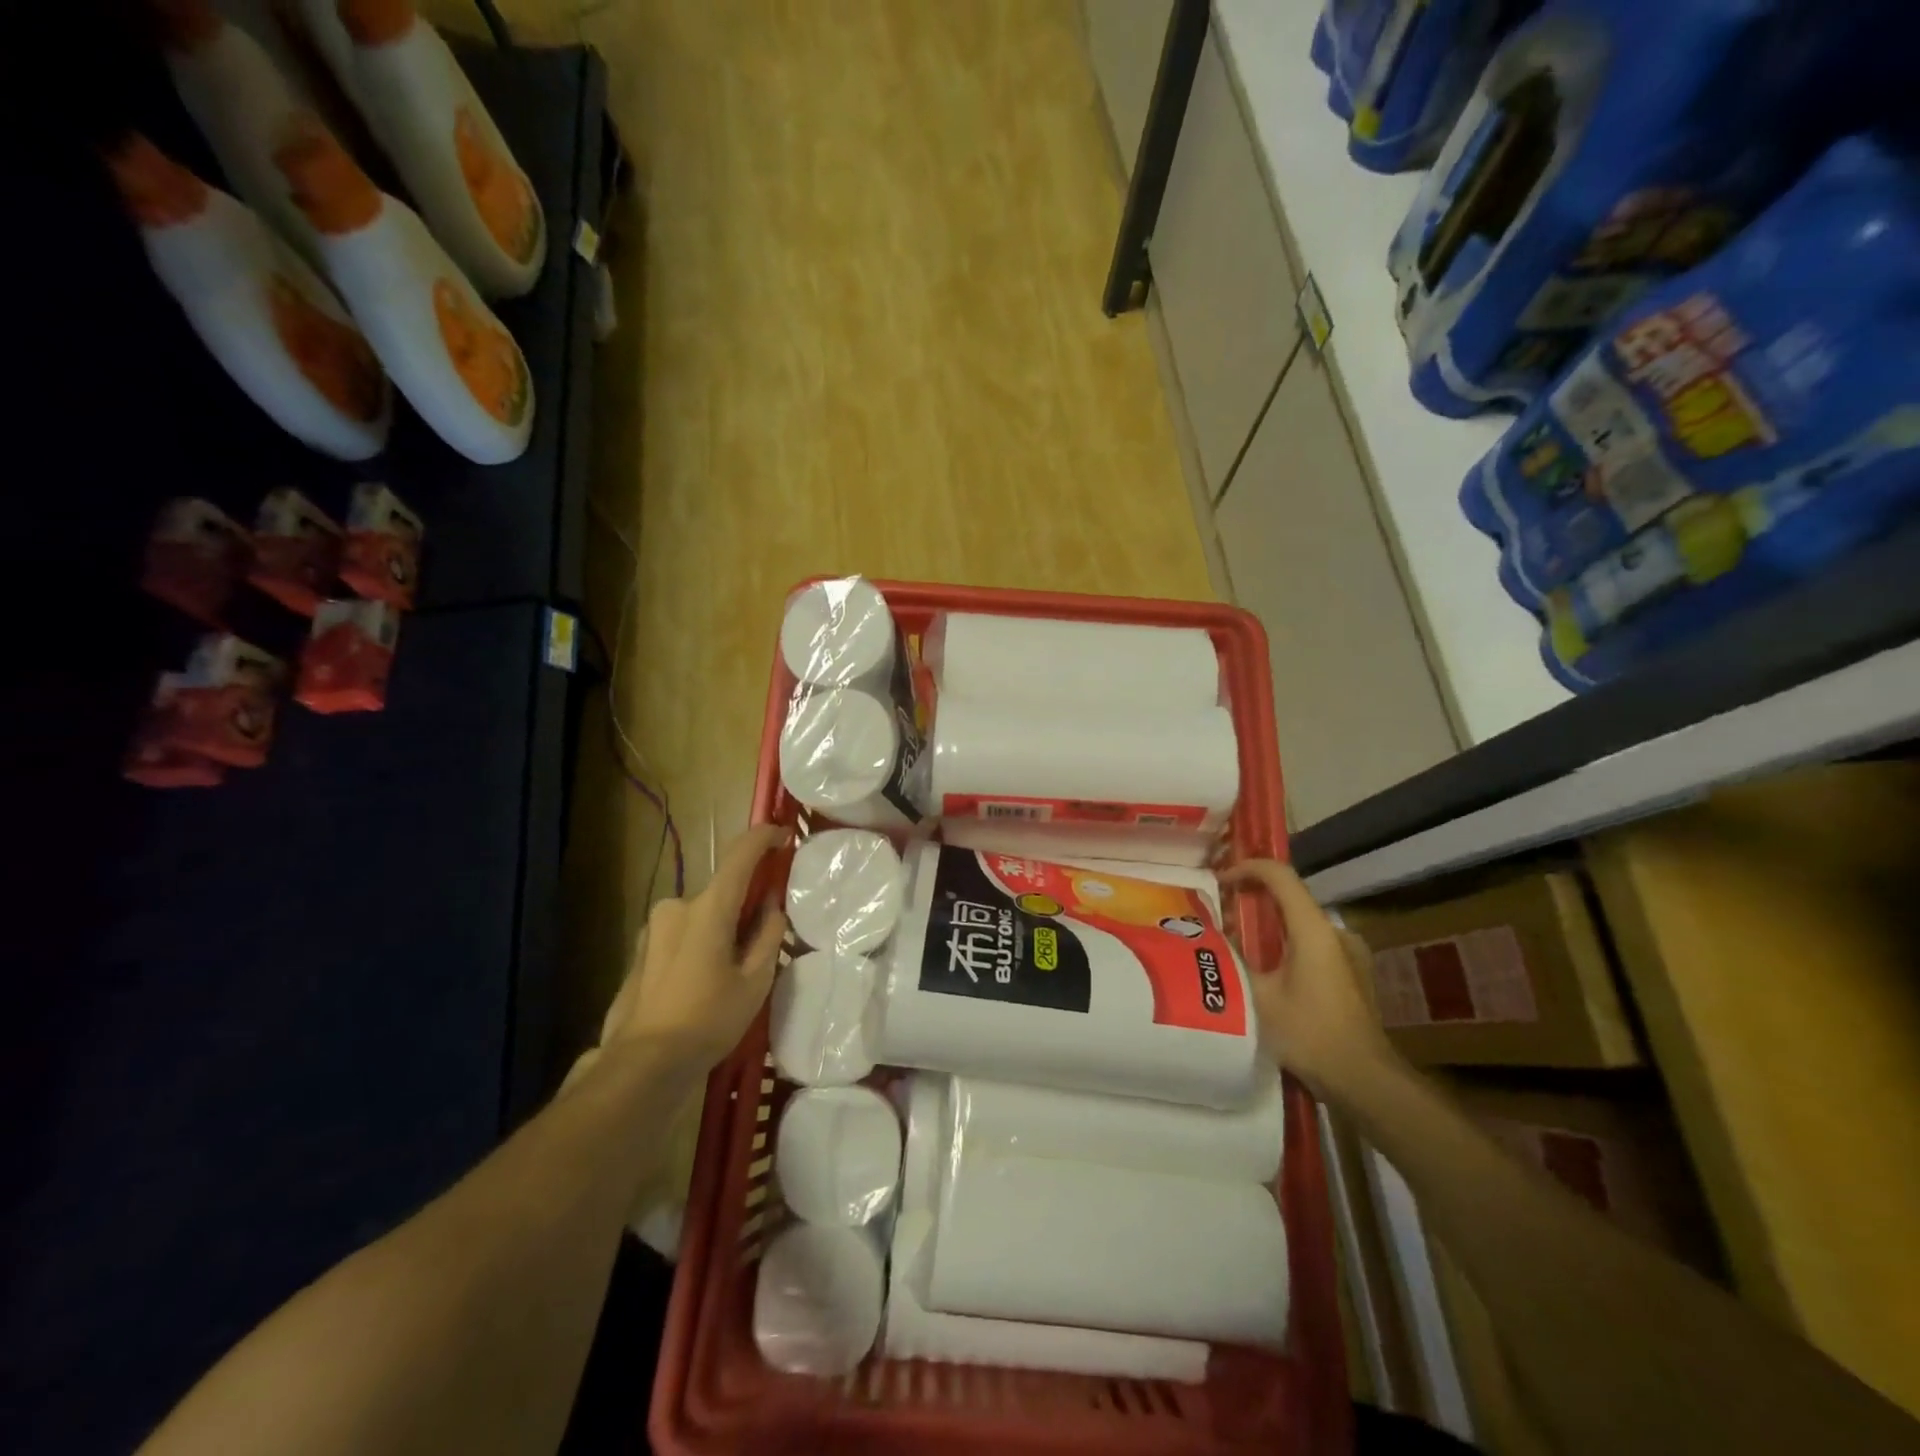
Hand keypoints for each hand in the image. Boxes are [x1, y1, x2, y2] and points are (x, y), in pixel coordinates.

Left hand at [598, 824, 789, 1070]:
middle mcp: (676, 907)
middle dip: (743, 906)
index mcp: (707, 908)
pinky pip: (680, 935)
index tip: (782, 836)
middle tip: (761, 940)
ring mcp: (653, 929)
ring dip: (719, 929)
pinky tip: (702, 984)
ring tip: (730, 973)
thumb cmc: (708, 1020)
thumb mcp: (755, 981)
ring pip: (700, 916)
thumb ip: (767, 935)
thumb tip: (771, 907)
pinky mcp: (640, 951)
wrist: (642, 1064)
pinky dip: (699, 945)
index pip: (740, 856)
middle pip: (721, 893)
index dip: (764, 838)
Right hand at [1221, 859, 1395, 1096]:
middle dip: (1253, 899)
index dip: (1246, 868)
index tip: (1219, 880)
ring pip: (1301, 924)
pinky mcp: (1353, 975)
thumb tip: (1211, 942)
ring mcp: (1350, 954)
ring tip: (1238, 944)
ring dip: (1269, 926)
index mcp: (1313, 929)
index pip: (1279, 875)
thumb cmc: (1310, 1034)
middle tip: (1221, 913)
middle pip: (1290, 898)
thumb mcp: (1257, 997)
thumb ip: (1233, 962)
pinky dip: (1286, 945)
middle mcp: (1335, 933)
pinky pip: (1313, 945)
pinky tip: (1267, 972)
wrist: (1365, 1081)